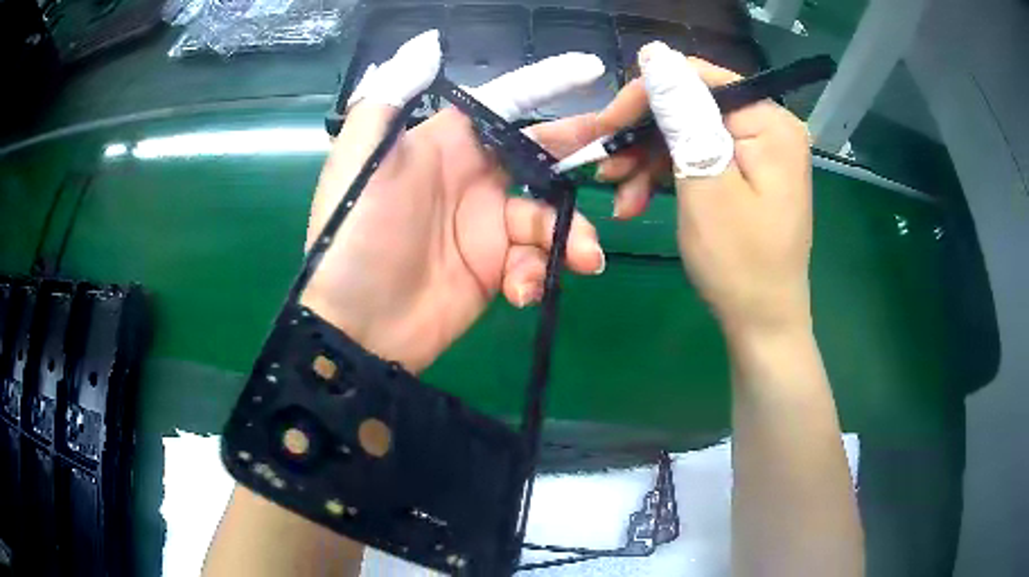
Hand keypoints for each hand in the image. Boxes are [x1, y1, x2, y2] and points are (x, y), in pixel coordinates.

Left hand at [301, 31, 606, 372]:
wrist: (354, 325)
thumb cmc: (353, 235)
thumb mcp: (360, 160)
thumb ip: (390, 97)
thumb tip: (429, 44)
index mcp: (445, 143)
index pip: (506, 103)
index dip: (549, 83)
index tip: (593, 71)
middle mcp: (473, 178)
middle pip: (542, 155)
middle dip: (582, 155)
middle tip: (622, 159)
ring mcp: (487, 227)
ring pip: (549, 216)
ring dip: (572, 235)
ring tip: (584, 258)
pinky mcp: (495, 270)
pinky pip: (535, 263)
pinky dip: (538, 275)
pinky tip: (522, 291)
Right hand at [590, 42, 813, 335]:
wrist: (762, 323)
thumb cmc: (739, 262)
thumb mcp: (705, 183)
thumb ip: (682, 113)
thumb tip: (655, 53)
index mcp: (769, 122)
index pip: (697, 79)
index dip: (645, 95)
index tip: (605, 128)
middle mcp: (768, 126)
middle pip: (690, 107)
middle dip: (642, 137)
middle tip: (603, 168)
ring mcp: (757, 150)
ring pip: (686, 134)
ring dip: (646, 162)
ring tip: (619, 197)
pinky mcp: (744, 172)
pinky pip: (696, 158)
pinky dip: (665, 176)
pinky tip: (637, 201)